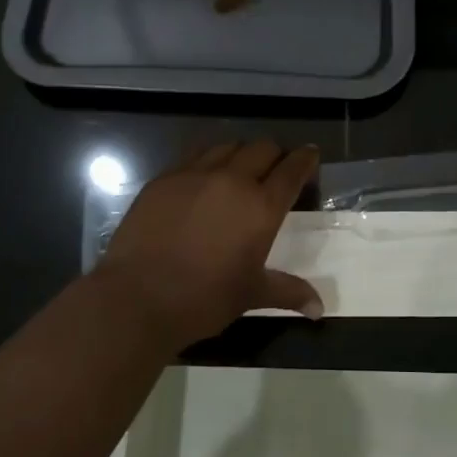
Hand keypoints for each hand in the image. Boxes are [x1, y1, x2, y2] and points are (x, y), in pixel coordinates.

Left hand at [98, 140, 322, 352]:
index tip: (311, 154)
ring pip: (227, 147)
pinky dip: (208, 161)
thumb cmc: (203, 299)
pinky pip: (194, 157)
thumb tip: (319, 309)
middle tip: (275, 168)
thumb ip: (288, 292)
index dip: (305, 159)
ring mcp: (195, 174)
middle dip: (274, 154)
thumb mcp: (251, 294)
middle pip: (262, 148)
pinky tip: (203, 179)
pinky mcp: (164, 178)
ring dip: (241, 154)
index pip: (292, 170)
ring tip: (239, 169)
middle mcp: (232, 180)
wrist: (137, 297)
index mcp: (261, 206)